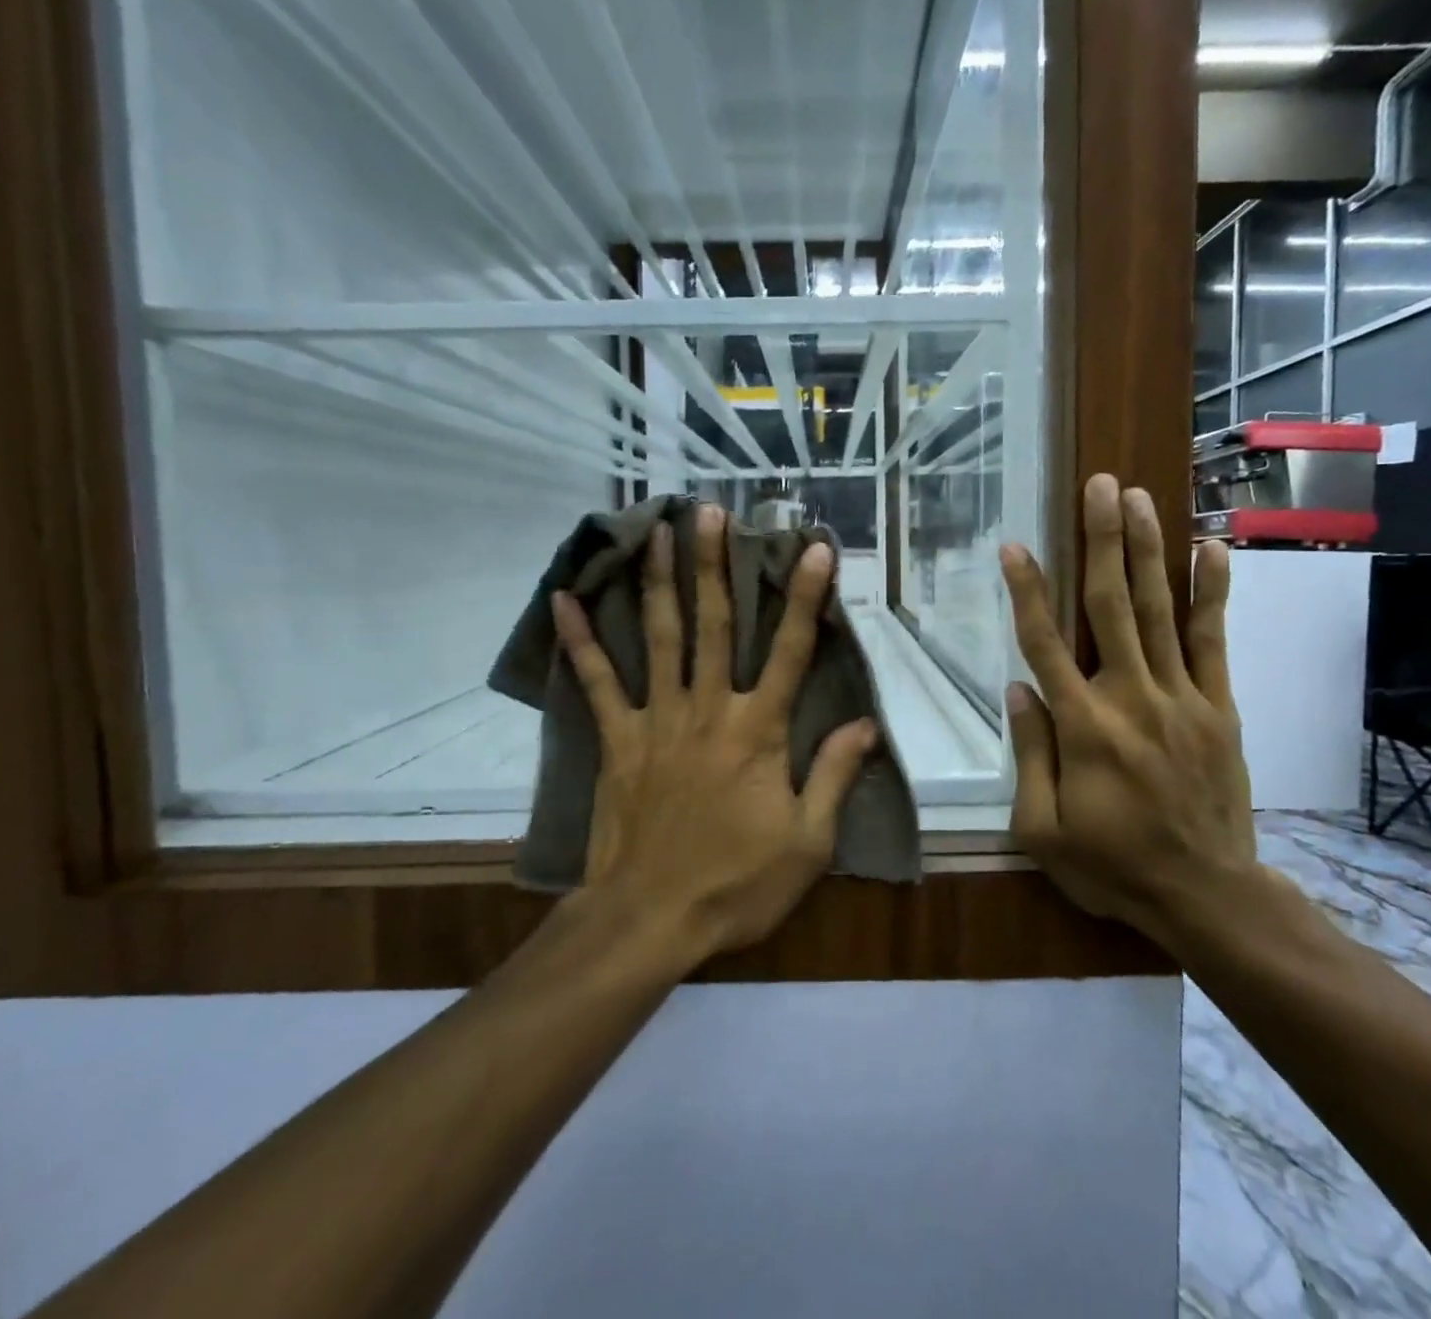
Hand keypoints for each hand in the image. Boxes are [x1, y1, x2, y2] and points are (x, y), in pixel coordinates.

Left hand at [551, 503, 878, 960]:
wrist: (651, 919)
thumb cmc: (737, 883)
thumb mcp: (808, 842)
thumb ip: (835, 775)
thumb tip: (866, 724)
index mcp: (758, 731)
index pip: (789, 651)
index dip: (804, 597)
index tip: (812, 548)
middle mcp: (708, 709)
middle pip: (714, 625)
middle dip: (715, 564)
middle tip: (710, 512)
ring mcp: (657, 720)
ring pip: (660, 636)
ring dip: (661, 580)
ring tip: (658, 530)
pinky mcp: (618, 739)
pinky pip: (597, 682)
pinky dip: (581, 641)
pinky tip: (565, 599)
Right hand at [1000, 474, 1256, 947]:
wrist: (1207, 895)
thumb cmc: (1112, 865)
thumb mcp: (1043, 829)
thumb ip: (1029, 754)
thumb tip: (1018, 688)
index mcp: (1083, 727)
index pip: (1045, 645)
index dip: (1028, 591)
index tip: (1016, 546)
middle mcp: (1132, 698)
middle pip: (1111, 606)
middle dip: (1102, 541)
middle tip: (1101, 486)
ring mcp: (1182, 698)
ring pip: (1160, 611)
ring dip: (1147, 550)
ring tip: (1140, 498)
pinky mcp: (1219, 707)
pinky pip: (1213, 642)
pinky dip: (1211, 593)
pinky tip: (1210, 549)